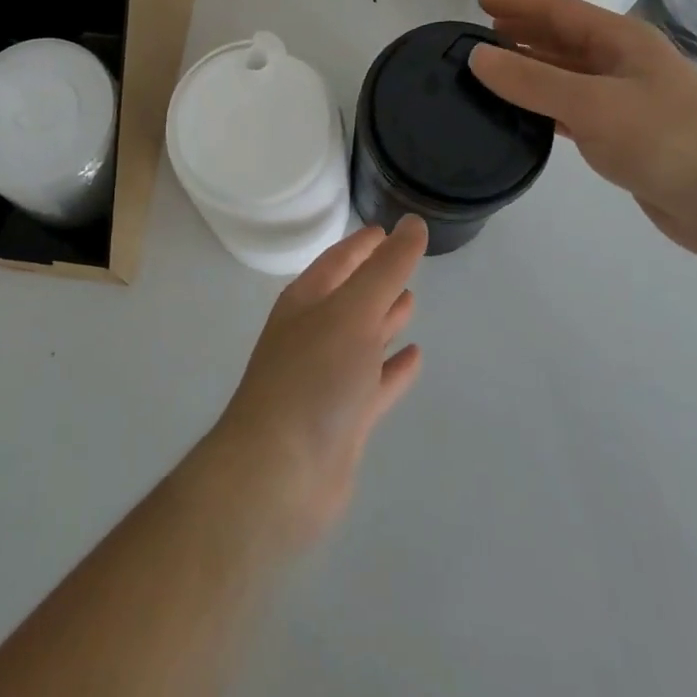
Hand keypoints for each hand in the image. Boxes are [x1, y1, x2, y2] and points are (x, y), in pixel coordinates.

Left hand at [202, 218, 426, 551]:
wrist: (280, 474)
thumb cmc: (314, 376)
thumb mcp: (354, 310)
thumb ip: (387, 268)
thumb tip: (413, 223)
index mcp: (306, 301)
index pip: (338, 260)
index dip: (362, 244)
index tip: (388, 230)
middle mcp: (313, 333)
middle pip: (349, 297)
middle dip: (375, 279)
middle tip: (407, 262)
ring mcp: (326, 378)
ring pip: (361, 338)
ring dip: (384, 320)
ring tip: (413, 300)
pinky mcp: (342, 420)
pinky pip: (373, 383)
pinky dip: (393, 369)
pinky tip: (415, 358)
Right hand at [468, 0, 696, 259]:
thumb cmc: (664, 139)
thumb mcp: (591, 104)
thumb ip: (531, 80)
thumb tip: (477, 56)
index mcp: (622, 40)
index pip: (560, 10)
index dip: (519, 4)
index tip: (479, 1)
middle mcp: (624, 62)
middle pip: (564, 39)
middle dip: (523, 34)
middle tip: (479, 37)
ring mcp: (626, 99)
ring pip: (567, 74)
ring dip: (531, 70)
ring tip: (491, 73)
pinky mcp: (624, 134)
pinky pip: (573, 108)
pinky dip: (545, 105)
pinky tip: (522, 113)